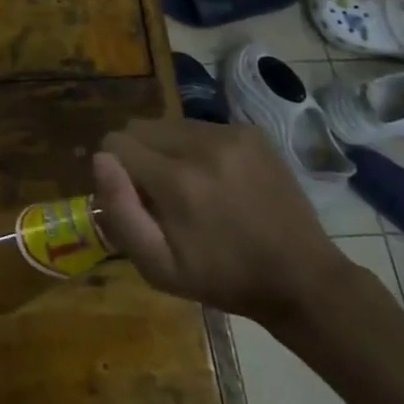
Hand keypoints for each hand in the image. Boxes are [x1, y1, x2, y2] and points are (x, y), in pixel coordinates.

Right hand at [92, 116, 349, 328]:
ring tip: (192, 187)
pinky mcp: (251, 131)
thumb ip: (121, 212)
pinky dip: (197, 147)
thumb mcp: (160, 268)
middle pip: (140, 128)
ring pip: (169, 124)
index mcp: (176, 180)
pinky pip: (200, 126)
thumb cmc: (223, 279)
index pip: (115, 144)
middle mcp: (201, 145)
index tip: (135, 200)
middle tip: (161, 195)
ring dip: (167, 150)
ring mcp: (231, 133)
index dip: (116, 172)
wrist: (302, 278)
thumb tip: (100, 159)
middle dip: (139, 156)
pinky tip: (218, 179)